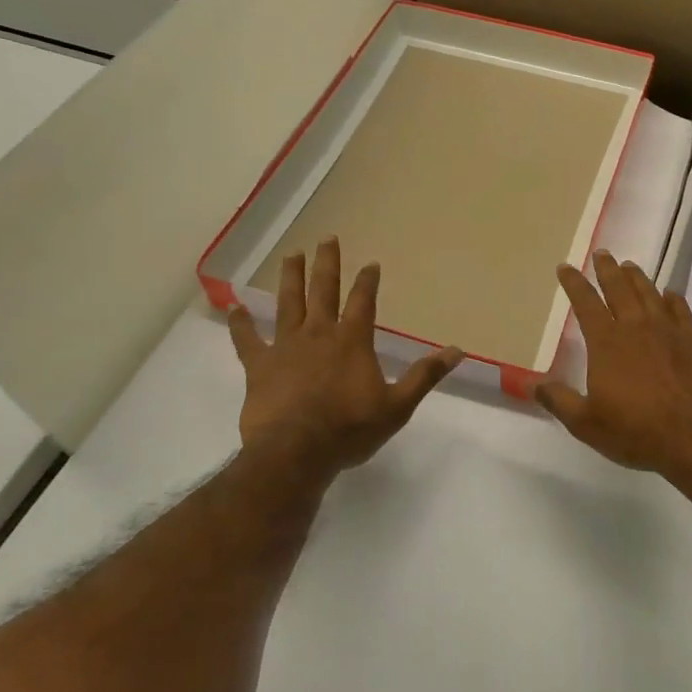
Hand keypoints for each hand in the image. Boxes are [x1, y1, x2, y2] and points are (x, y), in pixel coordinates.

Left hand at [226, 237, 461, 477]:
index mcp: (352, 341)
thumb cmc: (350, 429)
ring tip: (291, 254)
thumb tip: (457, 350)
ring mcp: (286, 347)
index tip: (370, 263)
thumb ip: (425, 376)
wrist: (297, 452)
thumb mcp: (398, 406)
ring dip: (290, 278)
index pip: (363, 301)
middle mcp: (319, 334)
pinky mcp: (260, 366)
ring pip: (288, 304)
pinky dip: (240, 324)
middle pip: (323, 290)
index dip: (368, 281)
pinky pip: (247, 340)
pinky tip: (234, 308)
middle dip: (327, 264)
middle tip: (327, 239)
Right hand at [536, 251, 691, 480]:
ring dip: (637, 278)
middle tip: (602, 254)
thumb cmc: (635, 431)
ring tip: (629, 267)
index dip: (574, 283)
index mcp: (606, 343)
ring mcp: (668, 331)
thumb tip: (532, 383)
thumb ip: (559, 400)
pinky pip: (681, 310)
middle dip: (607, 270)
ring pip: (650, 294)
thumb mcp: (586, 423)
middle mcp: (636, 327)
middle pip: (619, 289)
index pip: (586, 303)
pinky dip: (672, 298)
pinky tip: (670, 294)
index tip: (566, 267)